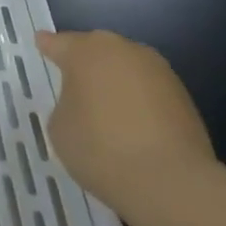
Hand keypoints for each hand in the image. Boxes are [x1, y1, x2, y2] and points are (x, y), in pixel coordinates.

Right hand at [36, 30, 215, 208]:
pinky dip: (139, 102)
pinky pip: (148, 91)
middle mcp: (122, 50)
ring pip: (126, 69)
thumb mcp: (60, 128)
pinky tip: (134, 128)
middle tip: (75, 85)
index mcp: (85, 51)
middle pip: (97, 50)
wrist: (170, 182)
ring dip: (116, 83)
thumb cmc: (101, 149)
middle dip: (86, 64)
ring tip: (108, 112)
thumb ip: (66, 105)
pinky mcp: (183, 95)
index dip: (48, 46)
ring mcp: (157, 70)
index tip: (42, 43)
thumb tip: (84, 103)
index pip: (59, 43)